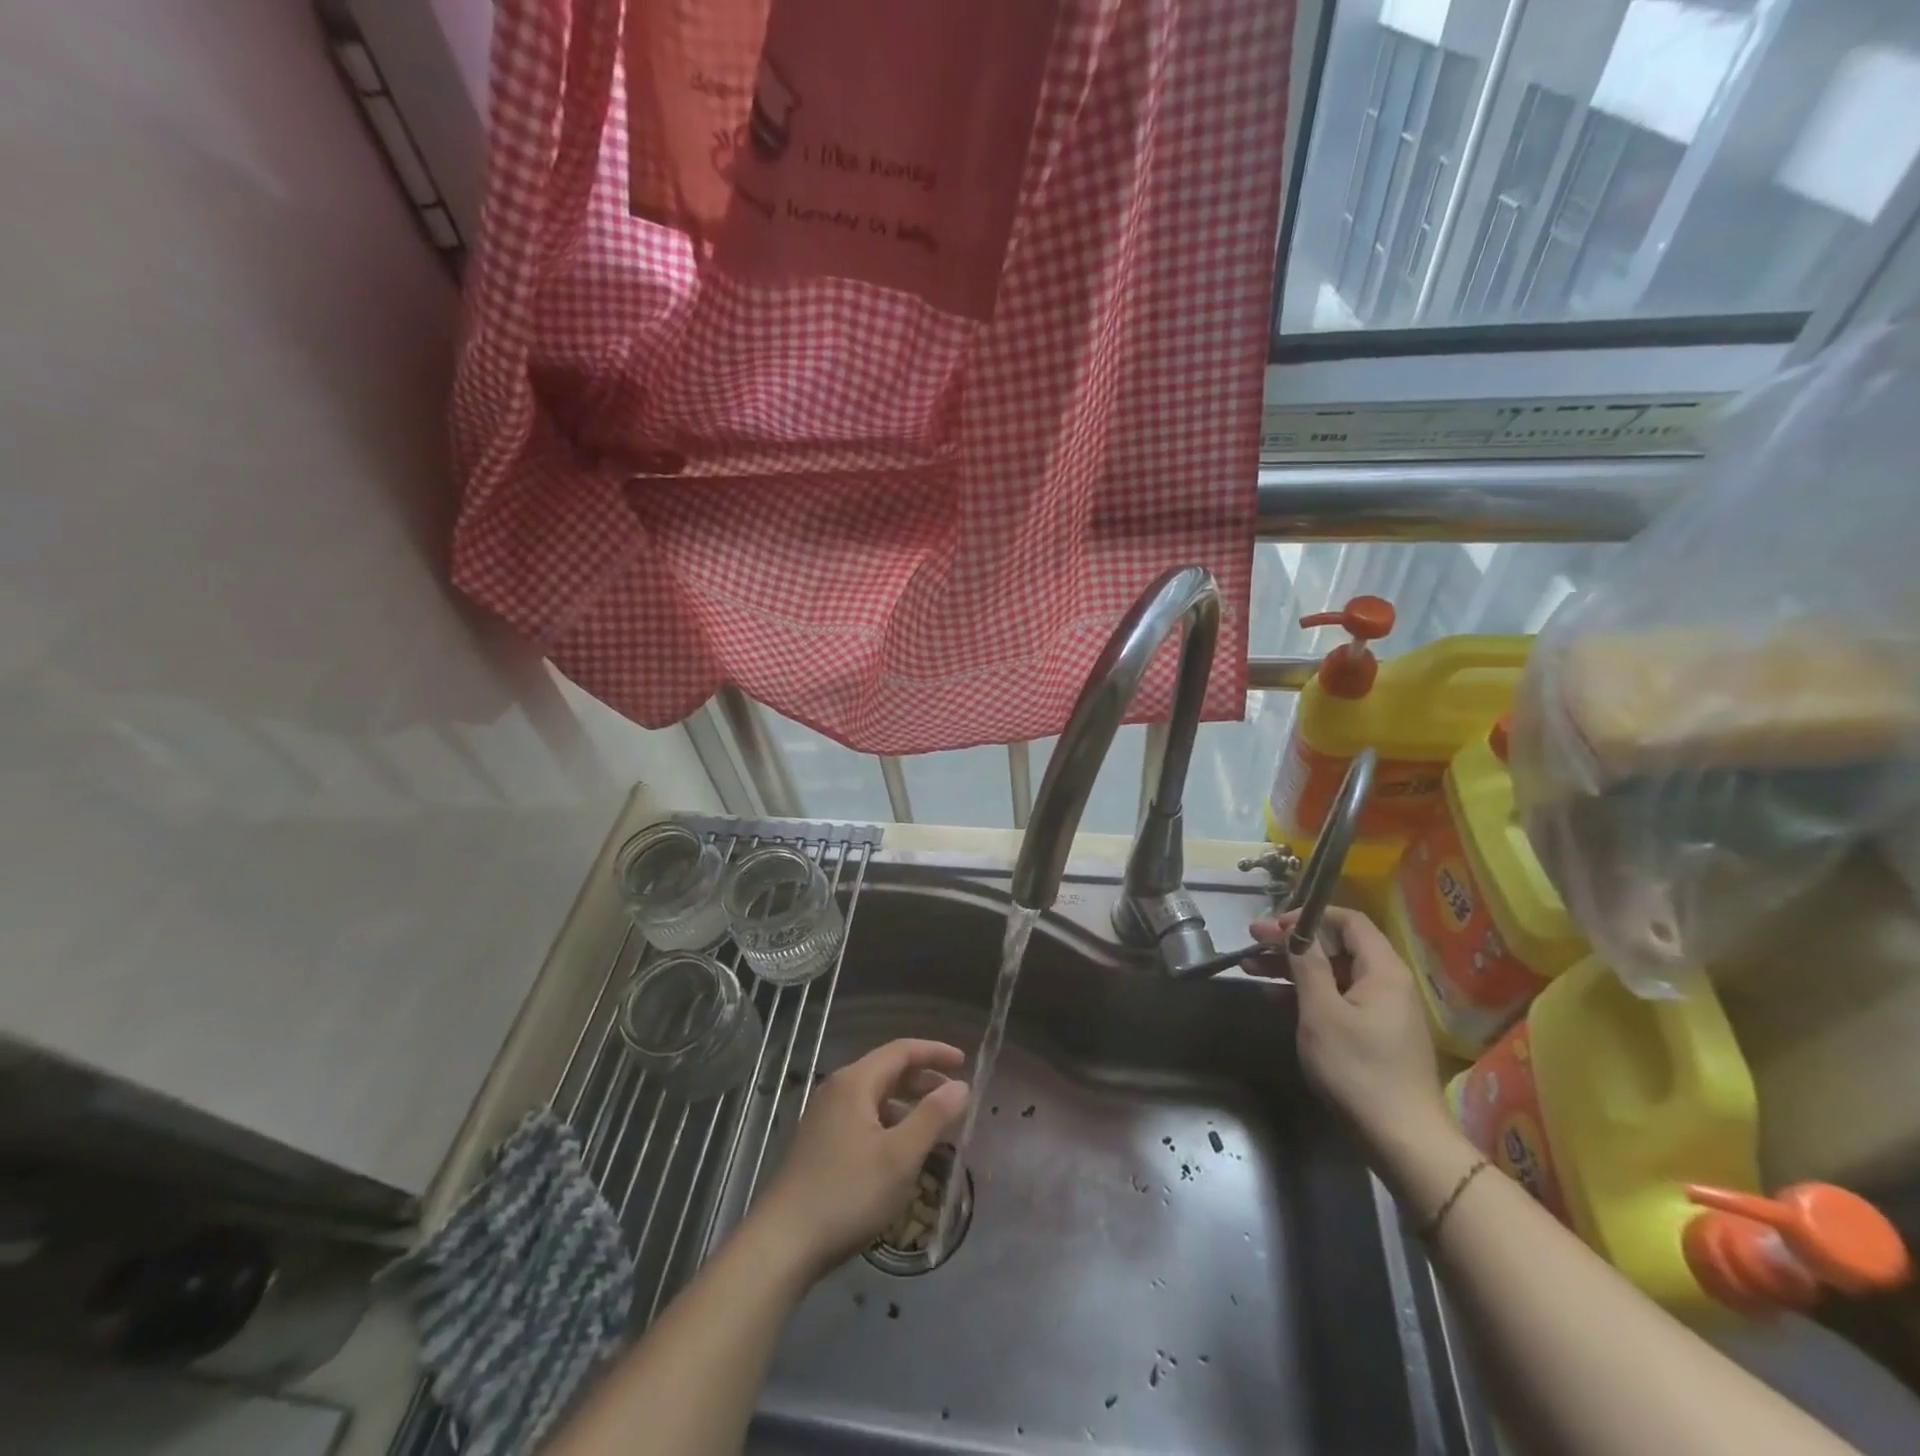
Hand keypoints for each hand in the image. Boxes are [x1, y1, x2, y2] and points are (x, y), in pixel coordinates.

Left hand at [751, 1039, 968, 1275]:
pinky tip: (901, 1150)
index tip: (965, 1062)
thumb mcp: (900, 1156)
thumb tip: (960, 1085)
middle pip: (887, 1070)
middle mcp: (837, 1089)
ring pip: (875, 1096)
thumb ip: (933, 1116)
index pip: (902, 1050)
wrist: (782, 1243)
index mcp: (855, 1082)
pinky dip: (889, 1121)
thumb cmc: (848, 1193)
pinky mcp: (819, 1143)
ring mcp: (824, 1116)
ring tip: (935, 1124)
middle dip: (924, 1078)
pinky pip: (863, 1117)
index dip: (935, 1052)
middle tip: (955, 1094)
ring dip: (907, 1103)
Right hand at [1247, 908, 1446, 1149]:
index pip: (1348, 921)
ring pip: (1334, 973)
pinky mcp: (1376, 1033)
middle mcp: (1388, 982)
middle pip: (1337, 946)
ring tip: (1252, 968)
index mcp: (1383, 970)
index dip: (1309, 916)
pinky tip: (1276, 998)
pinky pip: (1338, 998)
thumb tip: (1296, 932)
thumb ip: (1308, 965)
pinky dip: (1308, 992)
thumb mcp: (1322, 1012)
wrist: (1402, 1138)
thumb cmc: (1358, 1068)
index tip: (1273, 926)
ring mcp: (1383, 1009)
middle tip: (1252, 941)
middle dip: (1292, 942)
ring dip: (1293, 967)